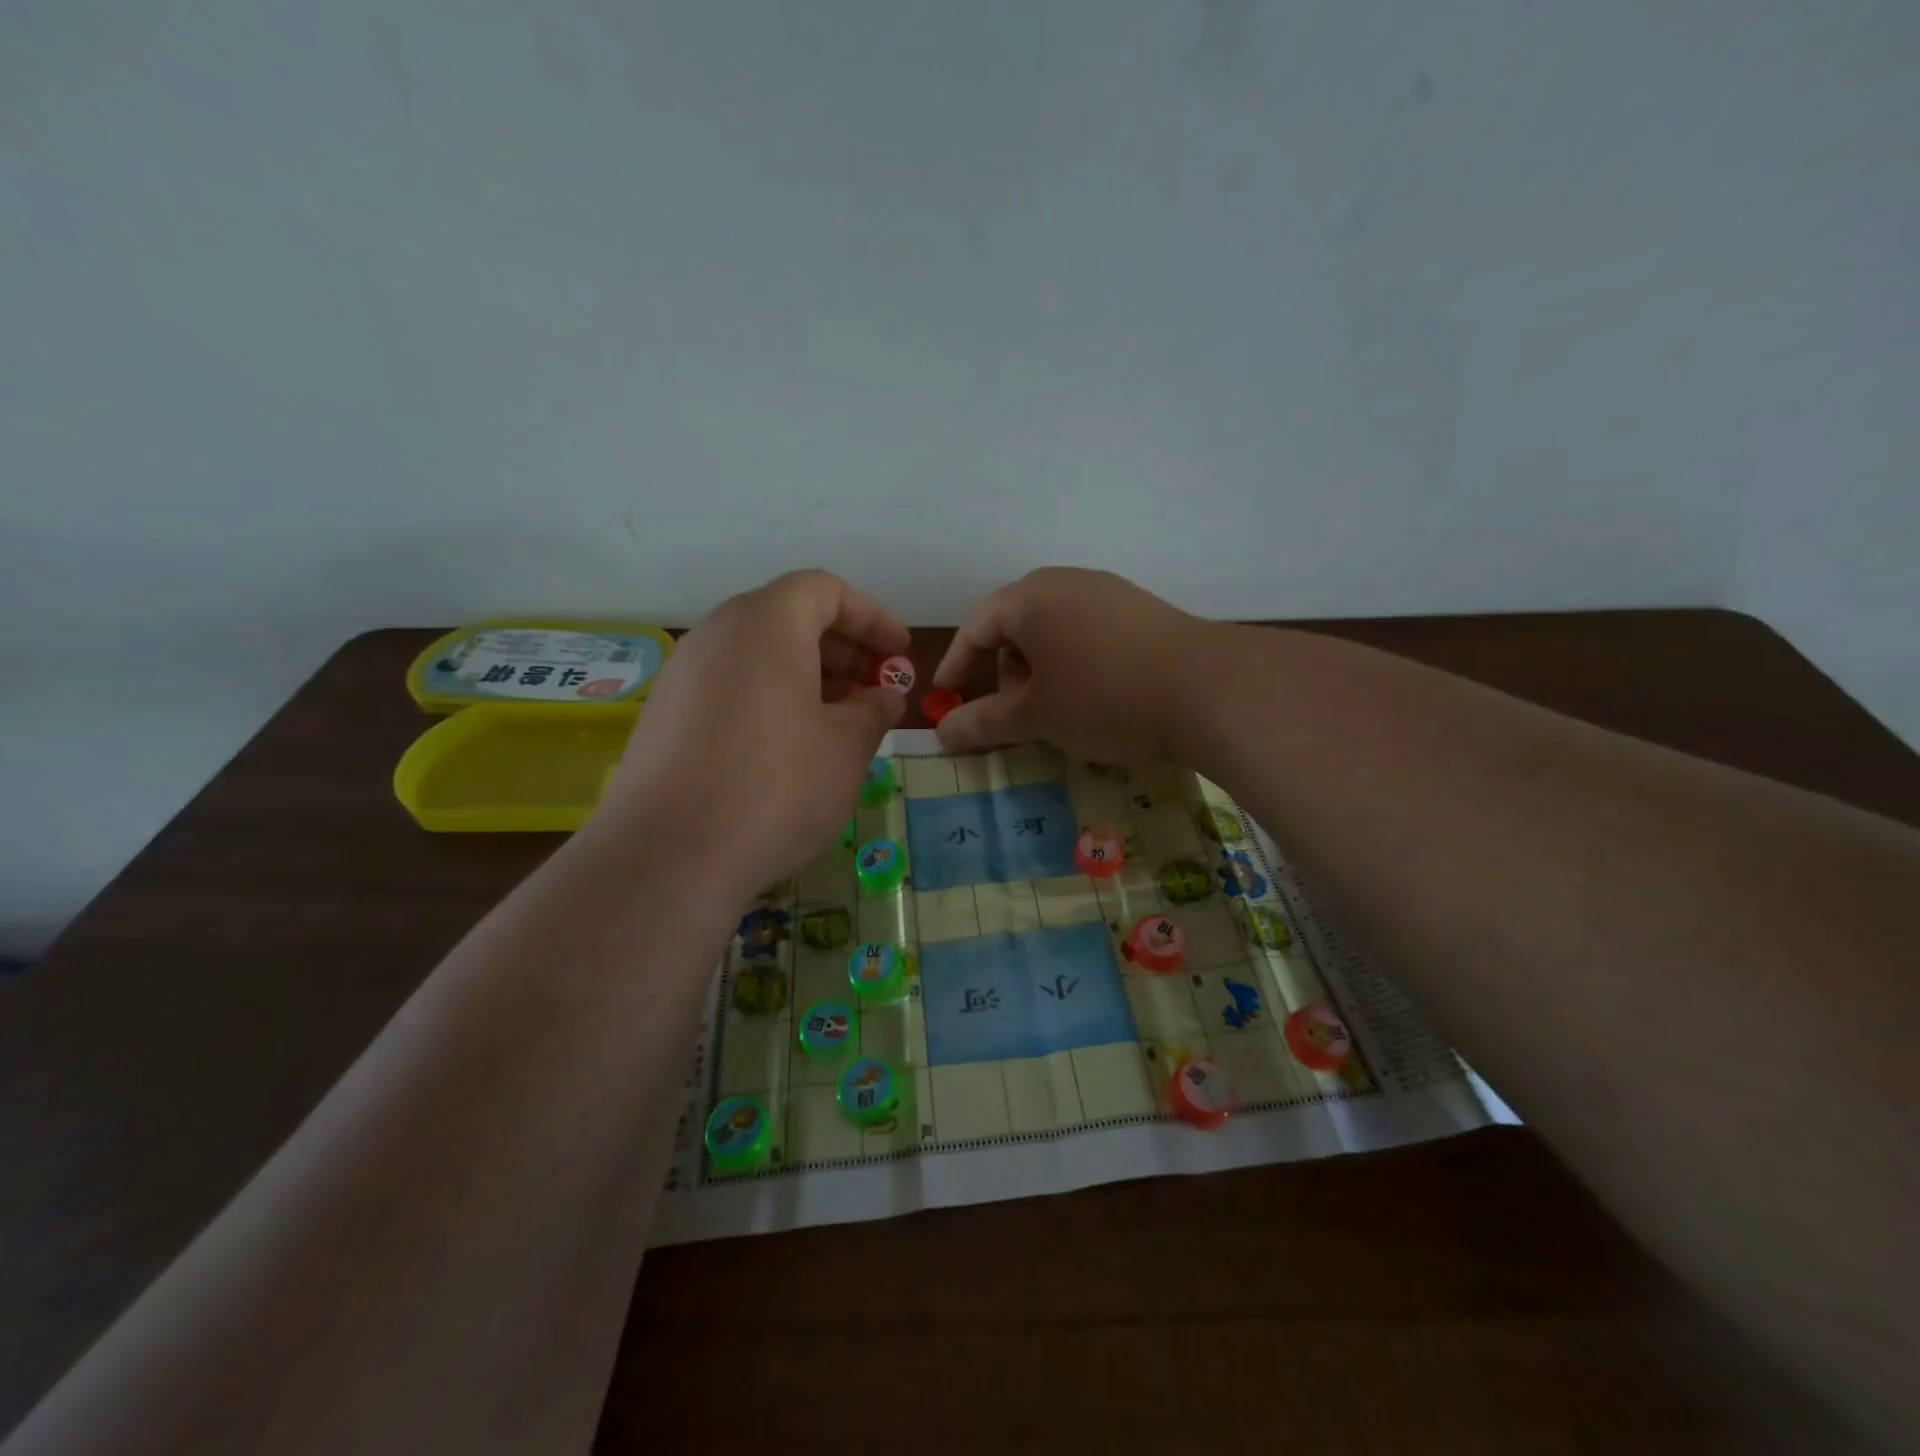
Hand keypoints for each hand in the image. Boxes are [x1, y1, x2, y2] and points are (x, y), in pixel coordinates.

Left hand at [597, 570, 909, 898]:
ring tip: (839, 721)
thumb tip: (883, 696)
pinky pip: (731, 685)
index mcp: (766, 623)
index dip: (872, 617)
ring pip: (758, 654)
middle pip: (789, 617)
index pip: (825, 590)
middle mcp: (718, 634)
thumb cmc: (776, 787)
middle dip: (842, 648)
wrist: (668, 857)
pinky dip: (770, 698)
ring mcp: (684, 674)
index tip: (900, 654)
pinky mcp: (665, 715)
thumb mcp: (847, 747)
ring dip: (807, 675)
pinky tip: (790, 746)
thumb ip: (874, 709)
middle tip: (874, 689)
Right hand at [931, 568, 1219, 763]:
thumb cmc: (1103, 698)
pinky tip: (1099, 695)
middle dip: (1005, 672)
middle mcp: (1065, 582)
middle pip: (1015, 625)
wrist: (1209, 690)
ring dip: (1042, 670)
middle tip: (1017, 713)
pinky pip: (1089, 632)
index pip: (975, 627)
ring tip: (1060, 710)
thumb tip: (942, 732)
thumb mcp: (1036, 717)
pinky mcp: (1140, 608)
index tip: (946, 699)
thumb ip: (984, 722)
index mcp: (1029, 598)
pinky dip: (1076, 662)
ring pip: (1054, 629)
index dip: (955, 666)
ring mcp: (1108, 591)